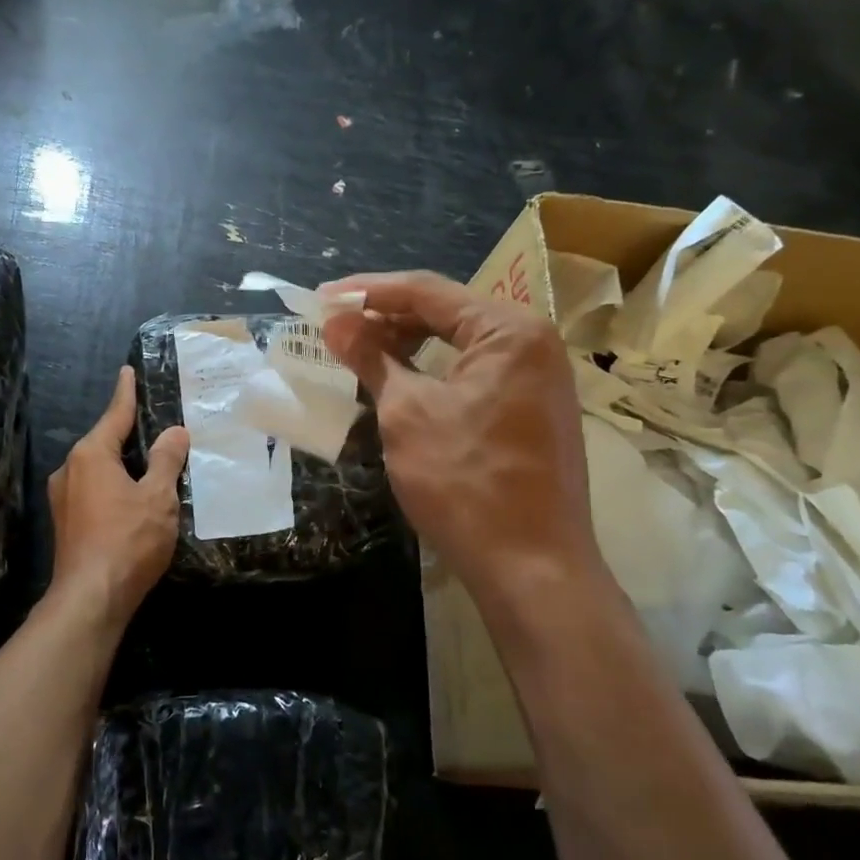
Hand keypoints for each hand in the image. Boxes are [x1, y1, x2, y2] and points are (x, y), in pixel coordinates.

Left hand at [47, 366, 189, 619]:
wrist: (90, 598)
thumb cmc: (127, 540)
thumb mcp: (157, 497)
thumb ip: (165, 460)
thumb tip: (174, 432)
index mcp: (91, 454)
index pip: (114, 414)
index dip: (126, 393)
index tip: (127, 371)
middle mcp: (70, 469)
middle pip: (104, 441)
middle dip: (128, 432)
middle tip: (154, 421)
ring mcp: (63, 498)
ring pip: (99, 469)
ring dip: (122, 463)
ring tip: (150, 461)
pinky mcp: (66, 522)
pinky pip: (94, 490)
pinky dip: (114, 485)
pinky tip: (133, 497)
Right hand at [321, 272, 603, 600]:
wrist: (532, 568)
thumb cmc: (465, 482)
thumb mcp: (406, 413)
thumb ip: (371, 357)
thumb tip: (335, 322)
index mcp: (509, 329)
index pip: (427, 290)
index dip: (367, 292)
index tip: (321, 300)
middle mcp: (533, 342)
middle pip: (447, 312)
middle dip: (387, 317)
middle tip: (336, 329)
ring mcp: (539, 378)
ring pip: (460, 344)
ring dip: (408, 345)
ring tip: (360, 354)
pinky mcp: (533, 410)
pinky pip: (475, 373)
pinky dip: (434, 372)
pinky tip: (399, 382)